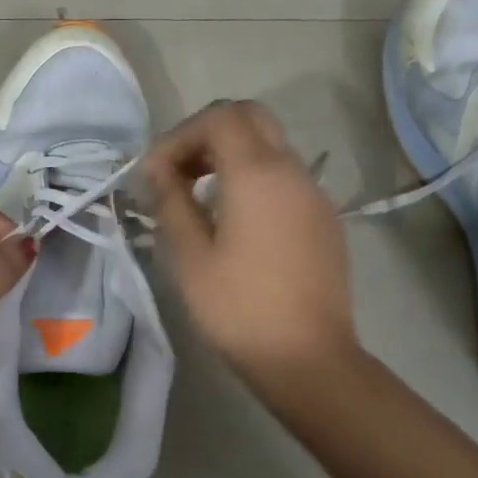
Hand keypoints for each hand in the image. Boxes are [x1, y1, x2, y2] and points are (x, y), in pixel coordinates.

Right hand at [144, 101, 358, 381]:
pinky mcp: (324, 219)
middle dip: (207, 134)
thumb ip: (171, 202)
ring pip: (270, 145)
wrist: (309, 359)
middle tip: (177, 170)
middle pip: (250, 118)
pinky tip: (233, 219)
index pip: (219, 118)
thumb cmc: (239, 309)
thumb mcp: (190, 256)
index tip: (154, 174)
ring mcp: (314, 194)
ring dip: (230, 155)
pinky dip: (253, 177)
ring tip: (197, 195)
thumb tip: (158, 171)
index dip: (178, 136)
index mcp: (258, 174)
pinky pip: (285, 176)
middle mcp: (292, 171)